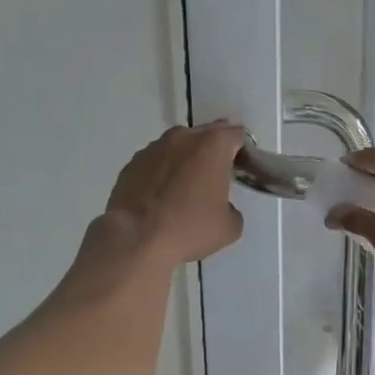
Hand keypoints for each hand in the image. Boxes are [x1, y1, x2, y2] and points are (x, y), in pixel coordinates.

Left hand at [105, 122, 246, 264]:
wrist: (136, 239)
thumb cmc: (189, 228)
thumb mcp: (229, 227)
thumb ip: (232, 208)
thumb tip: (222, 207)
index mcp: (213, 145)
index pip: (237, 135)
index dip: (243, 152)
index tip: (242, 170)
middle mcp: (183, 137)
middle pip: (206, 135)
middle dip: (214, 152)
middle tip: (217, 179)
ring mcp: (153, 148)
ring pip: (178, 147)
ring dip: (186, 161)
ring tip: (185, 189)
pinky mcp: (132, 163)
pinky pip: (156, 162)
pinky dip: (162, 173)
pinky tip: (161, 198)